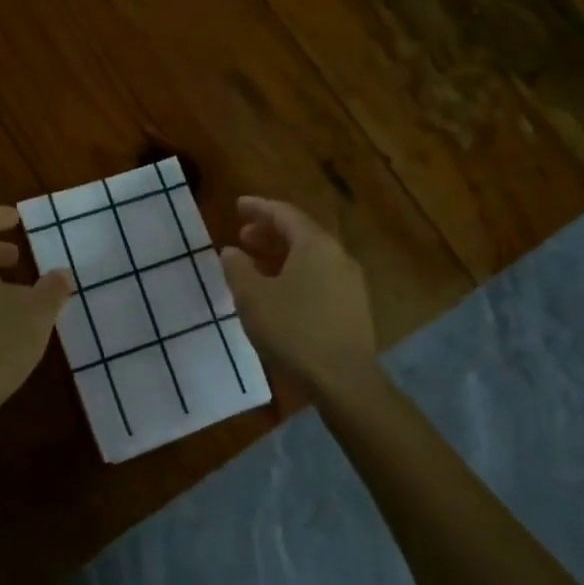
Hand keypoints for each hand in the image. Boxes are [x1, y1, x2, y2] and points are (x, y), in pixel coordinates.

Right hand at [220, 196, 377, 398]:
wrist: (343, 379)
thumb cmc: (293, 330)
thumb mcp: (252, 297)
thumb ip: (237, 268)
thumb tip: (231, 251)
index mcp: (315, 244)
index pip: (284, 213)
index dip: (259, 207)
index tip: (238, 205)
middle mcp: (337, 255)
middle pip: (300, 233)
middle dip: (269, 232)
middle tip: (242, 236)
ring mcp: (349, 282)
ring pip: (311, 257)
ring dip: (281, 255)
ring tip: (255, 265)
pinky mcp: (353, 307)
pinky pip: (319, 277)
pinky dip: (295, 274)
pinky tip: (279, 293)